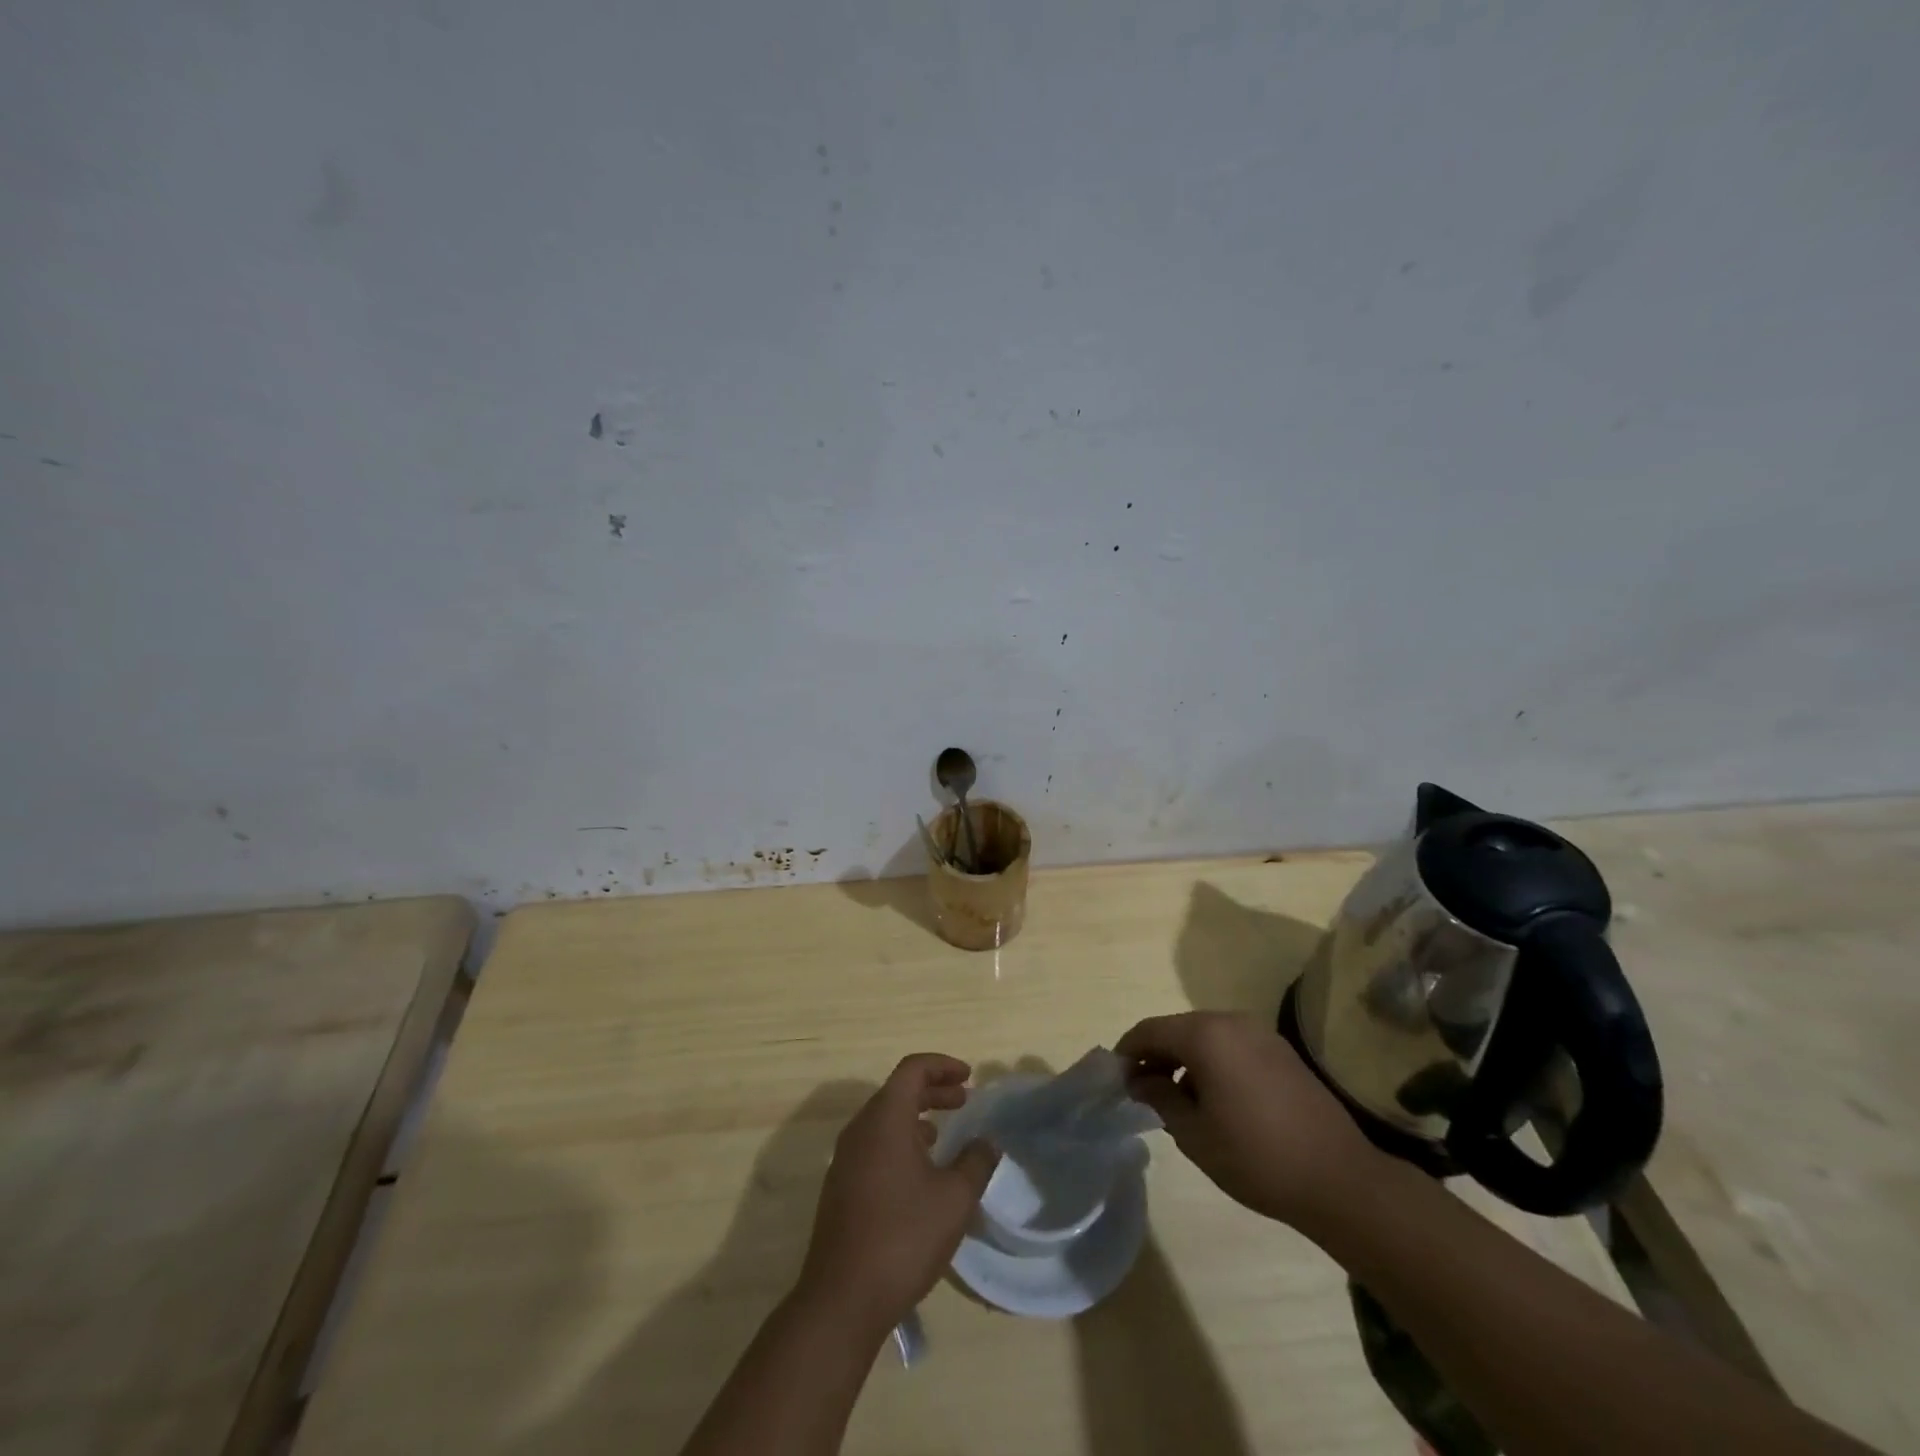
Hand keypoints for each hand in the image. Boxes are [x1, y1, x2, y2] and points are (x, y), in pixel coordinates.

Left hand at [797, 1054, 998, 1334]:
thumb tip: (987, 1142)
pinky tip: (921, 1172)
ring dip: (916, 1117)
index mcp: (885, 1118)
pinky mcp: (841, 1186)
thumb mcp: (954, 1199)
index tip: (969, 1076)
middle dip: (933, 1090)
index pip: (912, 1069)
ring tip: (945, 1134)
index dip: (942, 1066)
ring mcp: (846, 1158)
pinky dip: (900, 1141)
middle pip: (897, 1091)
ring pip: (884, 1119)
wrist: (842, 1299)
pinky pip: (874, 1144)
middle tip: (964, 1101)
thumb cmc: (903, 1237)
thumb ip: (975, 1162)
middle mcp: (860, 1129)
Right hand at [1117, 1011, 1382, 1235]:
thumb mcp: (1194, 1134)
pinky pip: (1232, 1046)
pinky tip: (1215, 1100)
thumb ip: (1159, 1098)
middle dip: (1156, 1056)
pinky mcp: (1281, 1052)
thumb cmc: (1256, 1157)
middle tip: (1142, 1092)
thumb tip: (1139, 1080)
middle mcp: (1231, 1021)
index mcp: (1205, 1035)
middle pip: (1178, 1029)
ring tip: (1177, 1100)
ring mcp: (1260, 1034)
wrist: (1340, 1179)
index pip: (1150, 1031)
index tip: (1115, 1079)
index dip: (1127, 1052)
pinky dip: (1212, 1063)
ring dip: (1184, 1060)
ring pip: (1206, 1037)